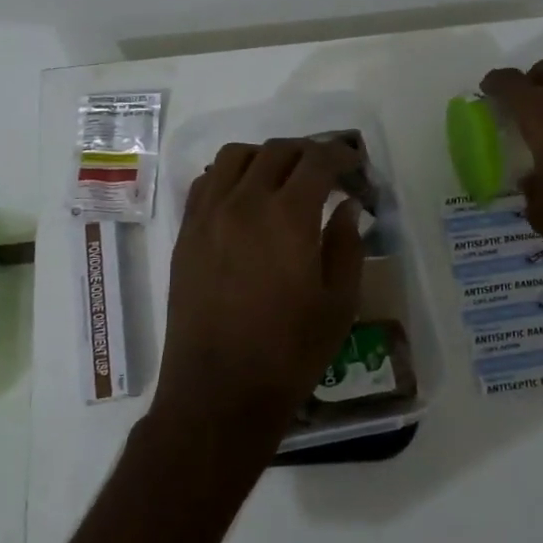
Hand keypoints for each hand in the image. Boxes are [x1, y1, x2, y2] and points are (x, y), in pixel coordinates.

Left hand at [153, 138, 365, 459]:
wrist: (219, 391)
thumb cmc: (289, 353)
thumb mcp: (338, 304)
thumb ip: (346, 245)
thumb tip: (346, 207)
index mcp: (288, 217)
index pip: (317, 161)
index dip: (342, 155)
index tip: (356, 166)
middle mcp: (244, 202)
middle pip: (277, 151)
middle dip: (309, 152)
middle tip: (327, 172)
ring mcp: (208, 215)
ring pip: (235, 156)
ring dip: (265, 157)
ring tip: (283, 178)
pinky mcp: (186, 233)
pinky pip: (206, 182)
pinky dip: (230, 175)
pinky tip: (244, 198)